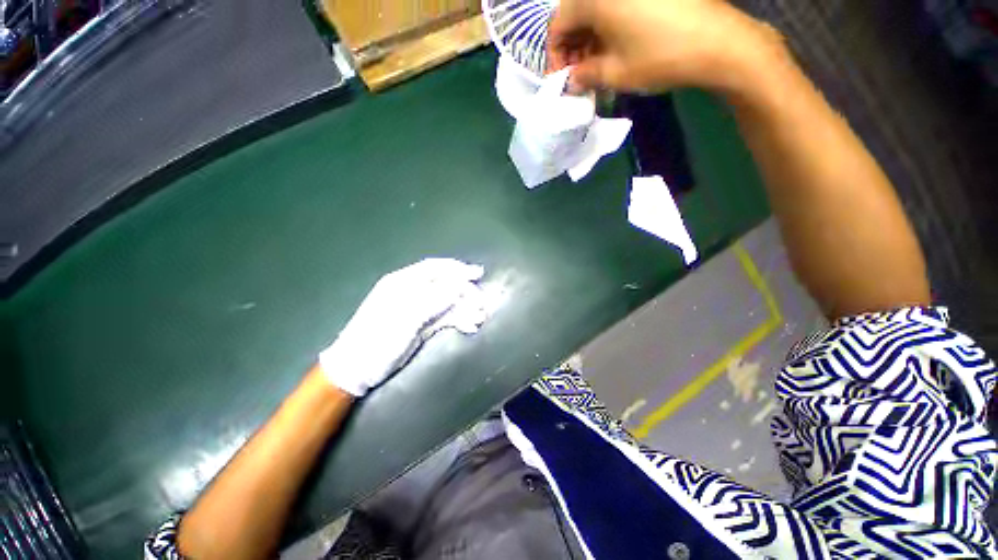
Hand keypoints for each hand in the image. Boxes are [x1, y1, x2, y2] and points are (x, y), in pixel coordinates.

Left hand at [319, 259, 486, 396]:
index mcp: (402, 282)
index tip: (477, 274)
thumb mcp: (405, 317)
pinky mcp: (422, 325)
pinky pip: (445, 318)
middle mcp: (412, 292)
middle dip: (465, 293)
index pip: (434, 268)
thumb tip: (458, 287)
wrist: (358, 369)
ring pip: (448, 303)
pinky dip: (458, 321)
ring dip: (465, 309)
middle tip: (482, 303)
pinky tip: (469, 326)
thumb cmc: (377, 339)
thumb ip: (433, 300)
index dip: (457, 269)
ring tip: (480, 317)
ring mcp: (418, 310)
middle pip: (445, 285)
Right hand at [547, 0, 779, 92]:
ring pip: (595, 9)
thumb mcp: (613, 74)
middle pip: (575, 13)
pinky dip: (608, 28)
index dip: (554, 57)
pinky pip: (616, 5)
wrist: (717, 43)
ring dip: (589, 39)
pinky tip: (613, 48)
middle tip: (578, 76)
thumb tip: (571, 80)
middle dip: (572, 47)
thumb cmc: (658, 57)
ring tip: (595, 67)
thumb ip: (584, 76)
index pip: (557, 25)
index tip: (560, 80)